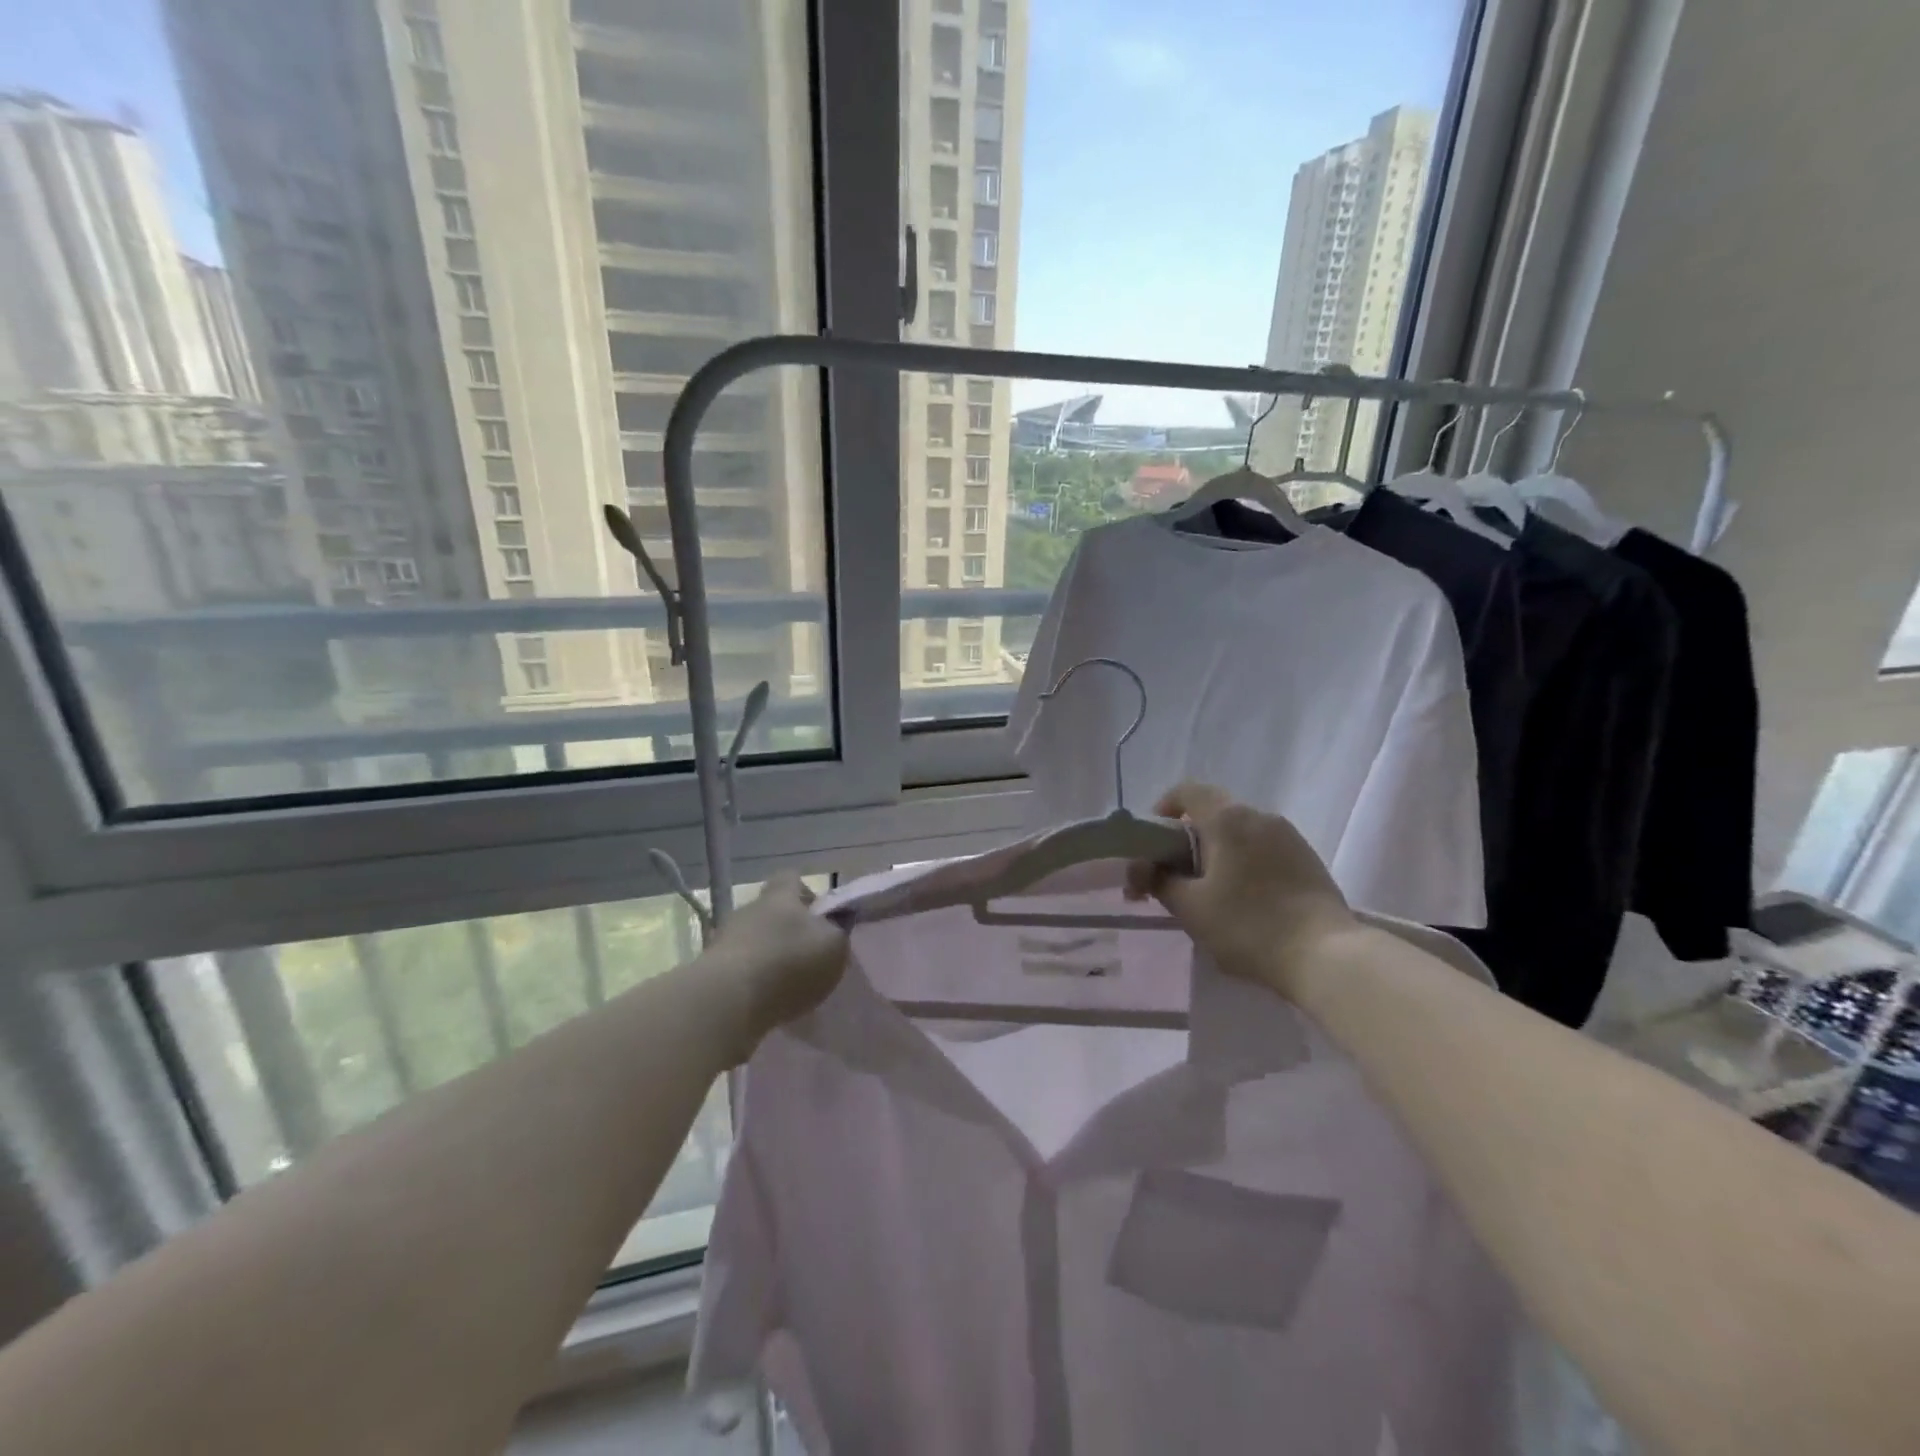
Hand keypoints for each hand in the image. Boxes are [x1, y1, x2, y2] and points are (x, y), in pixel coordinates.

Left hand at [712, 872, 848, 1050]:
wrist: (727, 1002)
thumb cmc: (790, 963)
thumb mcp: (834, 946)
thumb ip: (839, 930)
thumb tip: (837, 921)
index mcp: (780, 895)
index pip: (792, 879)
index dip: (807, 894)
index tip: (821, 918)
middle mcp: (749, 908)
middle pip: (771, 911)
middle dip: (788, 930)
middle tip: (807, 957)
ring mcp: (725, 938)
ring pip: (753, 940)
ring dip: (768, 957)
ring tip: (786, 986)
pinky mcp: (709, 971)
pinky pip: (738, 969)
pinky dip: (751, 981)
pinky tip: (765, 1002)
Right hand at [1125, 782, 1358, 997]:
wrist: (1327, 957)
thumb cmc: (1249, 926)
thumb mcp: (1190, 908)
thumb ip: (1158, 881)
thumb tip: (1139, 867)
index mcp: (1227, 819)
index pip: (1186, 791)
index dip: (1162, 809)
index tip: (1152, 844)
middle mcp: (1259, 816)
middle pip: (1212, 812)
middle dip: (1186, 840)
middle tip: (1174, 877)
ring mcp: (1289, 836)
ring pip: (1239, 832)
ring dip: (1216, 853)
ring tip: (1210, 894)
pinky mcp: (1308, 859)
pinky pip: (1263, 849)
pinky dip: (1244, 863)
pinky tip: (1245, 901)